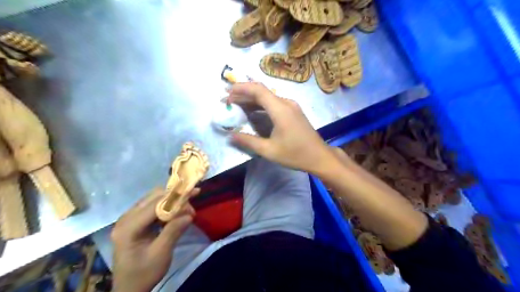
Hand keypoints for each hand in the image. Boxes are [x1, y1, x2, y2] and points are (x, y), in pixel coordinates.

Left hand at [110, 187, 198, 291]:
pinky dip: (166, 206)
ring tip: (186, 209)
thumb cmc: (144, 273)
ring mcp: (129, 218)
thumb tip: (189, 214)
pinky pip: (152, 206)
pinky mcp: (134, 221)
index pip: (155, 204)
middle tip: (192, 204)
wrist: (129, 288)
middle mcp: (126, 218)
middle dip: (175, 197)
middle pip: (154, 197)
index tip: (194, 192)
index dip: (175, 196)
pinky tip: (176, 212)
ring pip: (154, 199)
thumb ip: (173, 231)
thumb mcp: (161, 254)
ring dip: (172, 200)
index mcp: (129, 228)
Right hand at [228, 82, 336, 175]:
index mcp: (280, 109)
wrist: (319, 157)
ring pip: (268, 97)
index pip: (258, 90)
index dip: (241, 88)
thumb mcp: (269, 150)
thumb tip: (231, 135)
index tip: (227, 93)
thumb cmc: (295, 154)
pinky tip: (252, 112)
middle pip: (262, 92)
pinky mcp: (293, 112)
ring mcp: (291, 106)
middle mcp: (286, 103)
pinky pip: (274, 103)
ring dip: (252, 100)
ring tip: (236, 105)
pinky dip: (261, 105)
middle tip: (227, 100)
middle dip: (243, 94)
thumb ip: (248, 141)